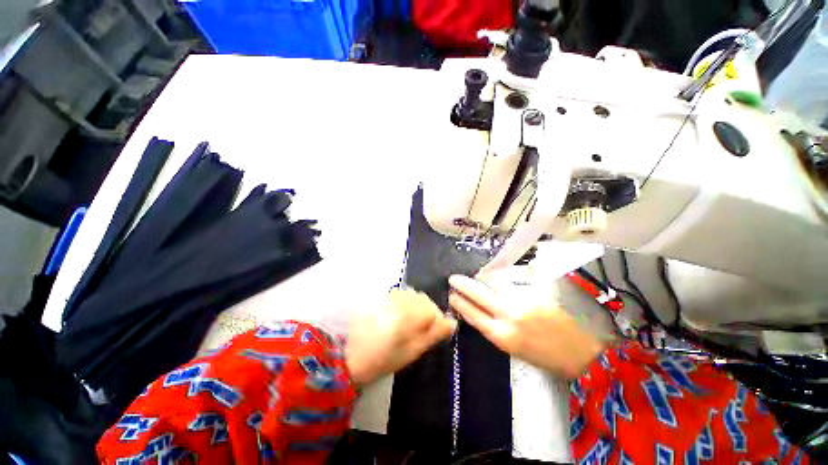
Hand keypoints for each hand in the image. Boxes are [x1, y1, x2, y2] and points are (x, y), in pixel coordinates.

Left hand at [345, 289, 456, 386]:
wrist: (346, 354)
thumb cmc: (381, 359)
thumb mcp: (411, 352)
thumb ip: (433, 335)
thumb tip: (452, 323)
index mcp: (408, 315)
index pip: (433, 310)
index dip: (437, 322)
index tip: (434, 334)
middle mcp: (400, 299)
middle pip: (424, 300)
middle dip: (427, 314)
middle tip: (419, 331)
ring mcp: (389, 296)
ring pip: (413, 296)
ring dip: (415, 308)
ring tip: (407, 325)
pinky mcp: (381, 296)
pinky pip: (401, 295)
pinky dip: (404, 304)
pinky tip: (396, 317)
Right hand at [448, 275, 606, 379]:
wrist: (584, 351)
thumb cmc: (546, 357)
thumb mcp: (514, 348)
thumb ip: (494, 327)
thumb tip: (478, 310)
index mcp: (502, 335)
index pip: (472, 313)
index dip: (459, 302)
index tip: (452, 294)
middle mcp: (509, 315)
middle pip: (478, 294)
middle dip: (463, 285)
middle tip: (453, 279)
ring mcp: (523, 300)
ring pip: (493, 284)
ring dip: (482, 281)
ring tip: (477, 279)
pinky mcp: (535, 290)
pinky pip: (510, 282)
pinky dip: (500, 281)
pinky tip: (498, 280)